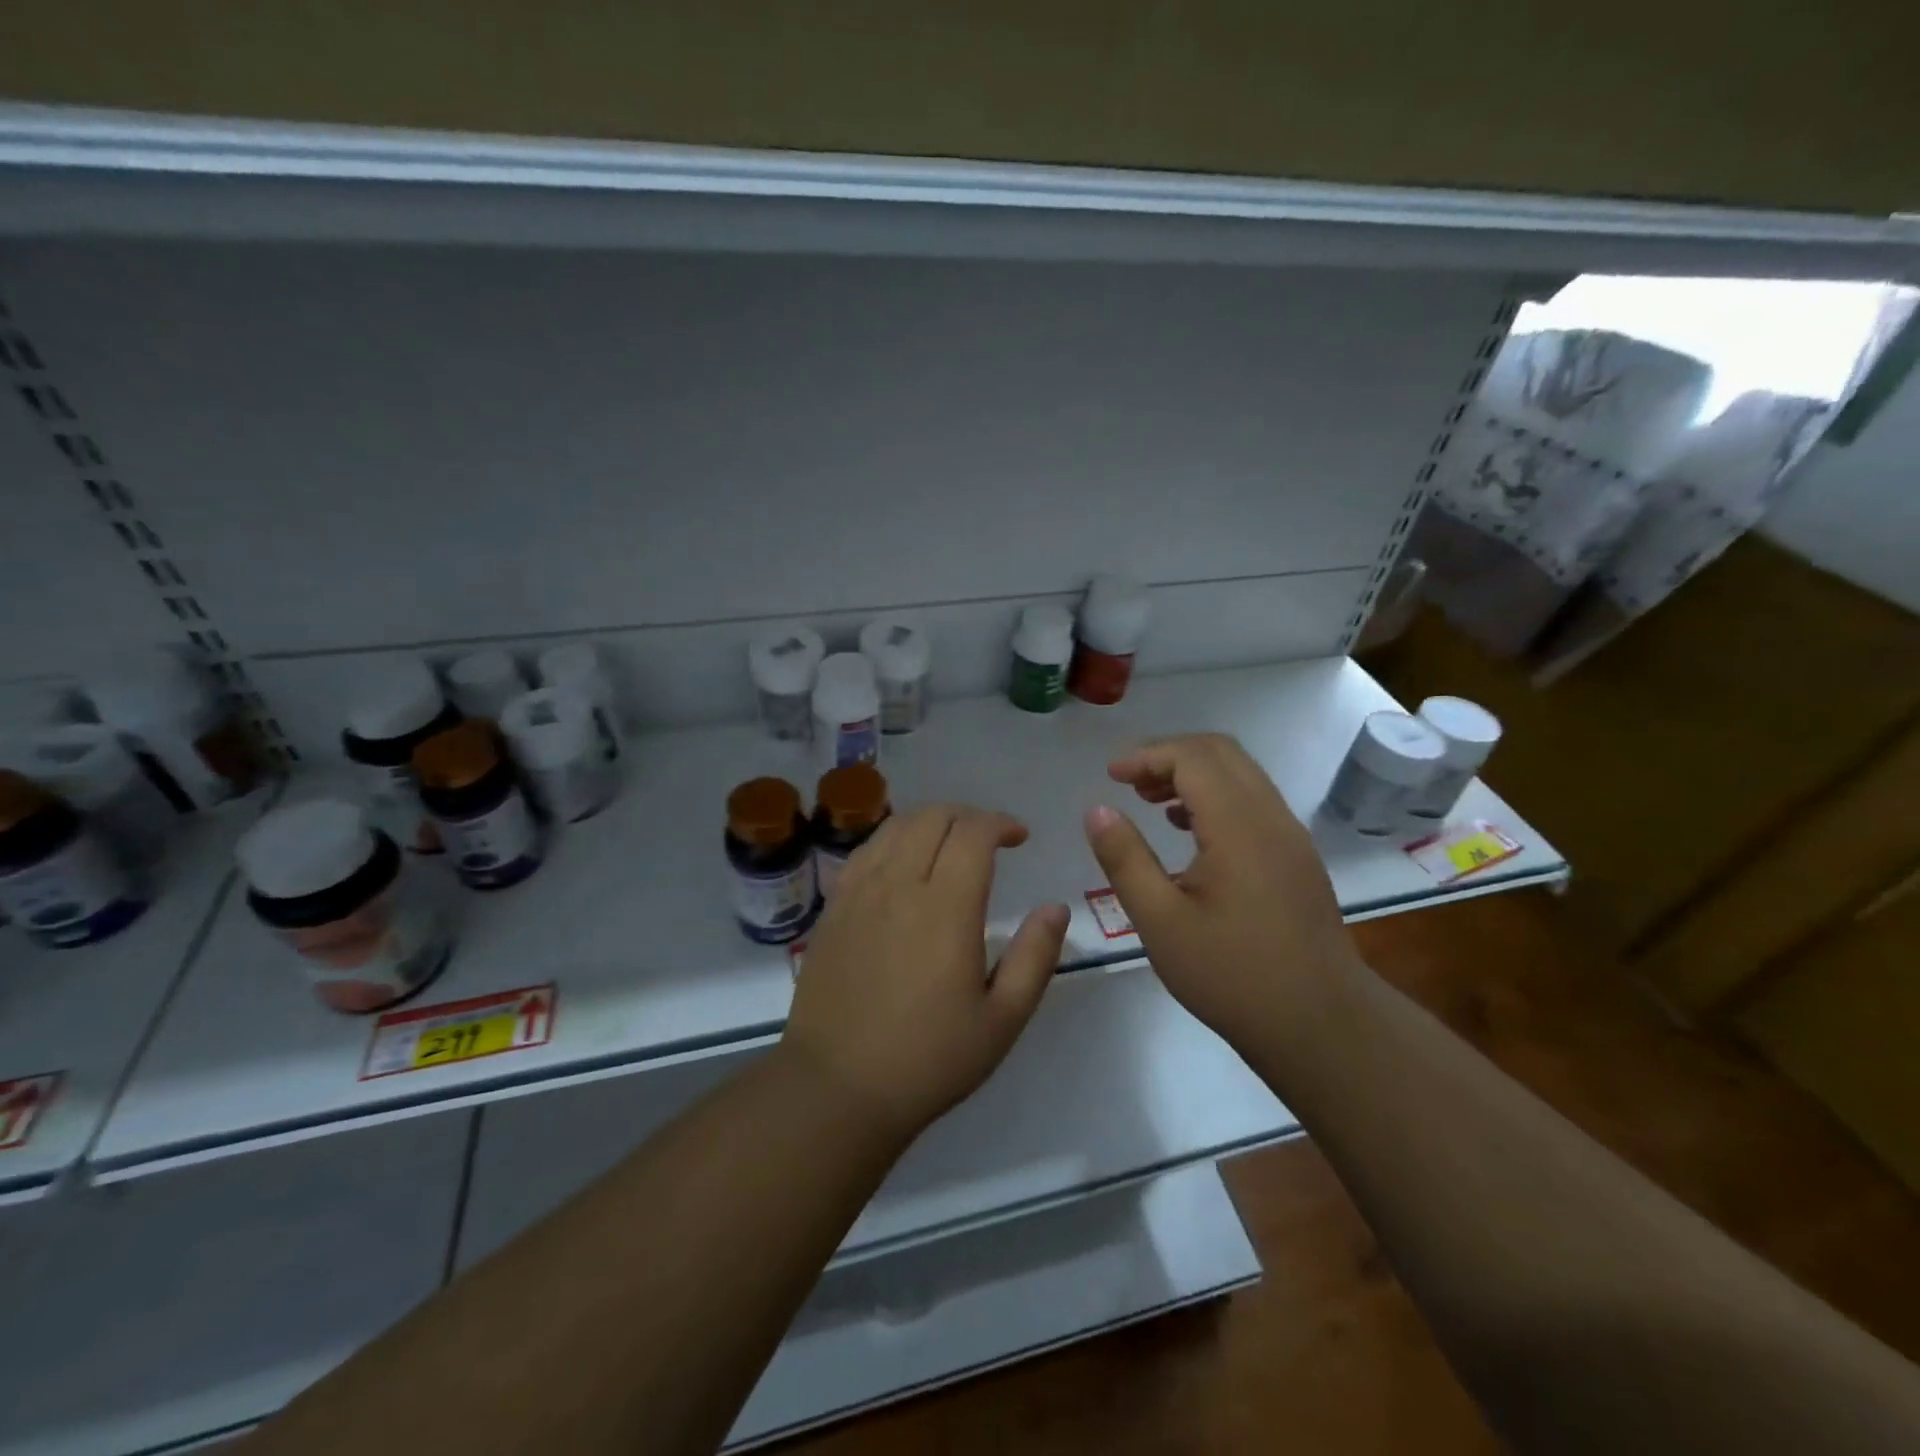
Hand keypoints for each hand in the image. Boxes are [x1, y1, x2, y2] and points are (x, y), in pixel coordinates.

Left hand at [781, 804, 1069, 1141]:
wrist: (837, 1087)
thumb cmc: (928, 1059)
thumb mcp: (1001, 1019)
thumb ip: (1035, 957)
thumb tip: (1056, 907)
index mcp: (946, 908)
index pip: (973, 833)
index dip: (1000, 823)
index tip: (1019, 838)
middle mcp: (900, 885)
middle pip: (933, 817)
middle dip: (968, 815)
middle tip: (989, 839)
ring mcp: (859, 892)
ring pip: (896, 826)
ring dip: (930, 821)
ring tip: (949, 844)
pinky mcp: (834, 907)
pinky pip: (865, 850)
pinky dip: (893, 839)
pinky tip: (903, 863)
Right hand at [1083, 733, 1360, 1048]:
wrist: (1321, 1025)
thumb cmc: (1232, 975)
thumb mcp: (1161, 922)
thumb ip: (1125, 859)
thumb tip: (1097, 810)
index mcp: (1239, 826)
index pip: (1193, 758)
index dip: (1147, 756)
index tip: (1110, 777)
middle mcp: (1271, 817)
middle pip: (1221, 752)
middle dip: (1169, 754)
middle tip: (1129, 781)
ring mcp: (1291, 835)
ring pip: (1241, 774)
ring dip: (1193, 773)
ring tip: (1150, 801)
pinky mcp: (1297, 856)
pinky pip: (1253, 801)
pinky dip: (1216, 796)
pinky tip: (1189, 830)